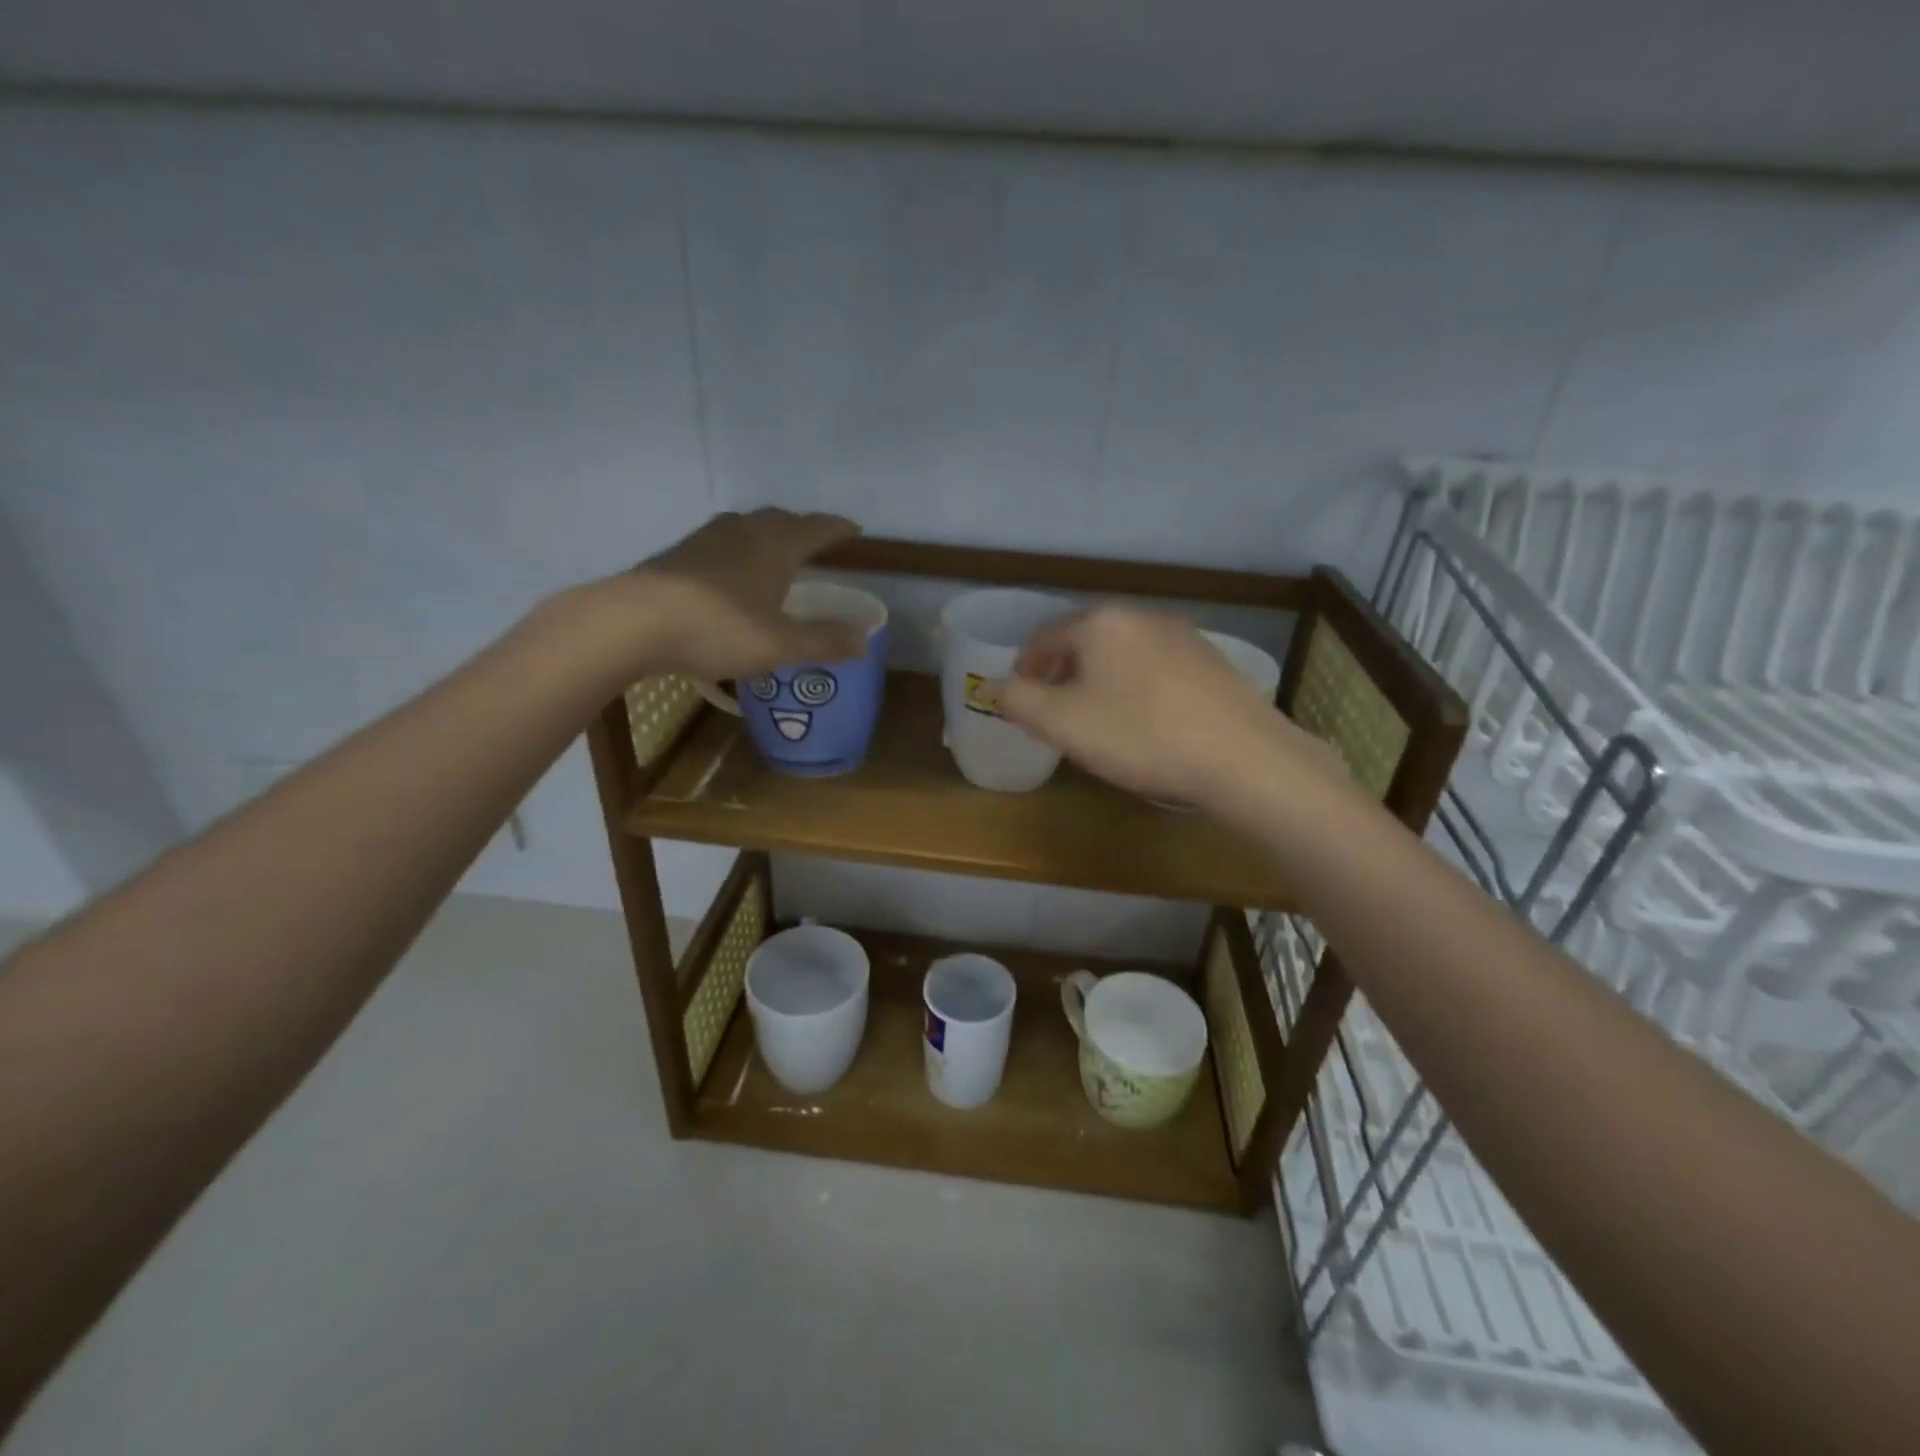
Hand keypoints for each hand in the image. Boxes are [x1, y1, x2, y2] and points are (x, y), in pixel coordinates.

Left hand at [629, 509, 863, 679]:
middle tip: (816, 540)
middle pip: (780, 519)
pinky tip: (730, 572)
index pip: (816, 528)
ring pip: (746, 526)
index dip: (838, 529)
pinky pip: (720, 543)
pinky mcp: (676, 556)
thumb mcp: (781, 644)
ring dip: (766, 534)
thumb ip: (824, 641)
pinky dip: (737, 550)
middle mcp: (743, 532)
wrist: (632, 623)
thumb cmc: (718, 629)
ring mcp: (705, 540)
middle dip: (802, 527)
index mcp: (775, 546)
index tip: (854, 530)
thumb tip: (864, 639)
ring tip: (775, 551)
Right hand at [998, 605, 1343, 810]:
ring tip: (1096, 716)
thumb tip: (993, 686)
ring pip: (1122, 653)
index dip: (1024, 666)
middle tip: (1053, 708)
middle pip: (1085, 640)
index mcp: (1100, 622)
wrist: (1241, 757)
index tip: (1018, 695)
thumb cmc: (1139, 735)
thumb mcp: (1063, 723)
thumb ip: (1019, 701)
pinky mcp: (1211, 661)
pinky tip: (1144, 719)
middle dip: (1062, 672)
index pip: (1045, 636)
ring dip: (1099, 678)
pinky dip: (1135, 686)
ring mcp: (1182, 636)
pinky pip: (1155, 667)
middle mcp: (1141, 616)